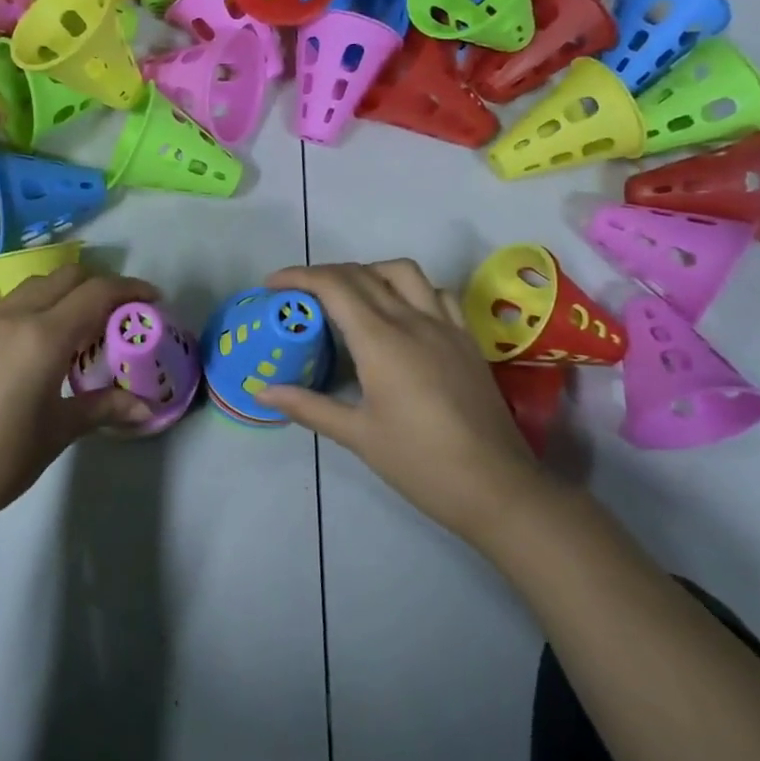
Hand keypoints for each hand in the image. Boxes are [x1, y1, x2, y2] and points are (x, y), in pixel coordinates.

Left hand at [0, 263, 158, 528]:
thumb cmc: (1, 458)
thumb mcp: (59, 431)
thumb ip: (104, 408)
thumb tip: (148, 408)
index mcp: (43, 337)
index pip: (96, 294)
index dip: (130, 290)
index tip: (152, 301)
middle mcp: (14, 315)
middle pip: (66, 277)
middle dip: (99, 285)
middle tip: (118, 313)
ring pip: (34, 285)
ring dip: (63, 292)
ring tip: (77, 324)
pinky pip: (4, 301)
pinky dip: (29, 304)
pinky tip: (31, 335)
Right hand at [255, 260, 550, 546]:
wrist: (497, 488)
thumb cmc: (420, 463)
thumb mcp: (357, 436)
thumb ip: (308, 406)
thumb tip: (261, 392)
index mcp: (382, 341)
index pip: (334, 286)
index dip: (299, 276)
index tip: (272, 285)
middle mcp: (414, 321)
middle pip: (363, 274)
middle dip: (324, 274)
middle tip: (298, 295)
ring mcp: (446, 327)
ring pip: (404, 272)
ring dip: (368, 272)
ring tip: (348, 297)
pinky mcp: (467, 341)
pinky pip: (437, 294)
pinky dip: (409, 289)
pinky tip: (400, 313)